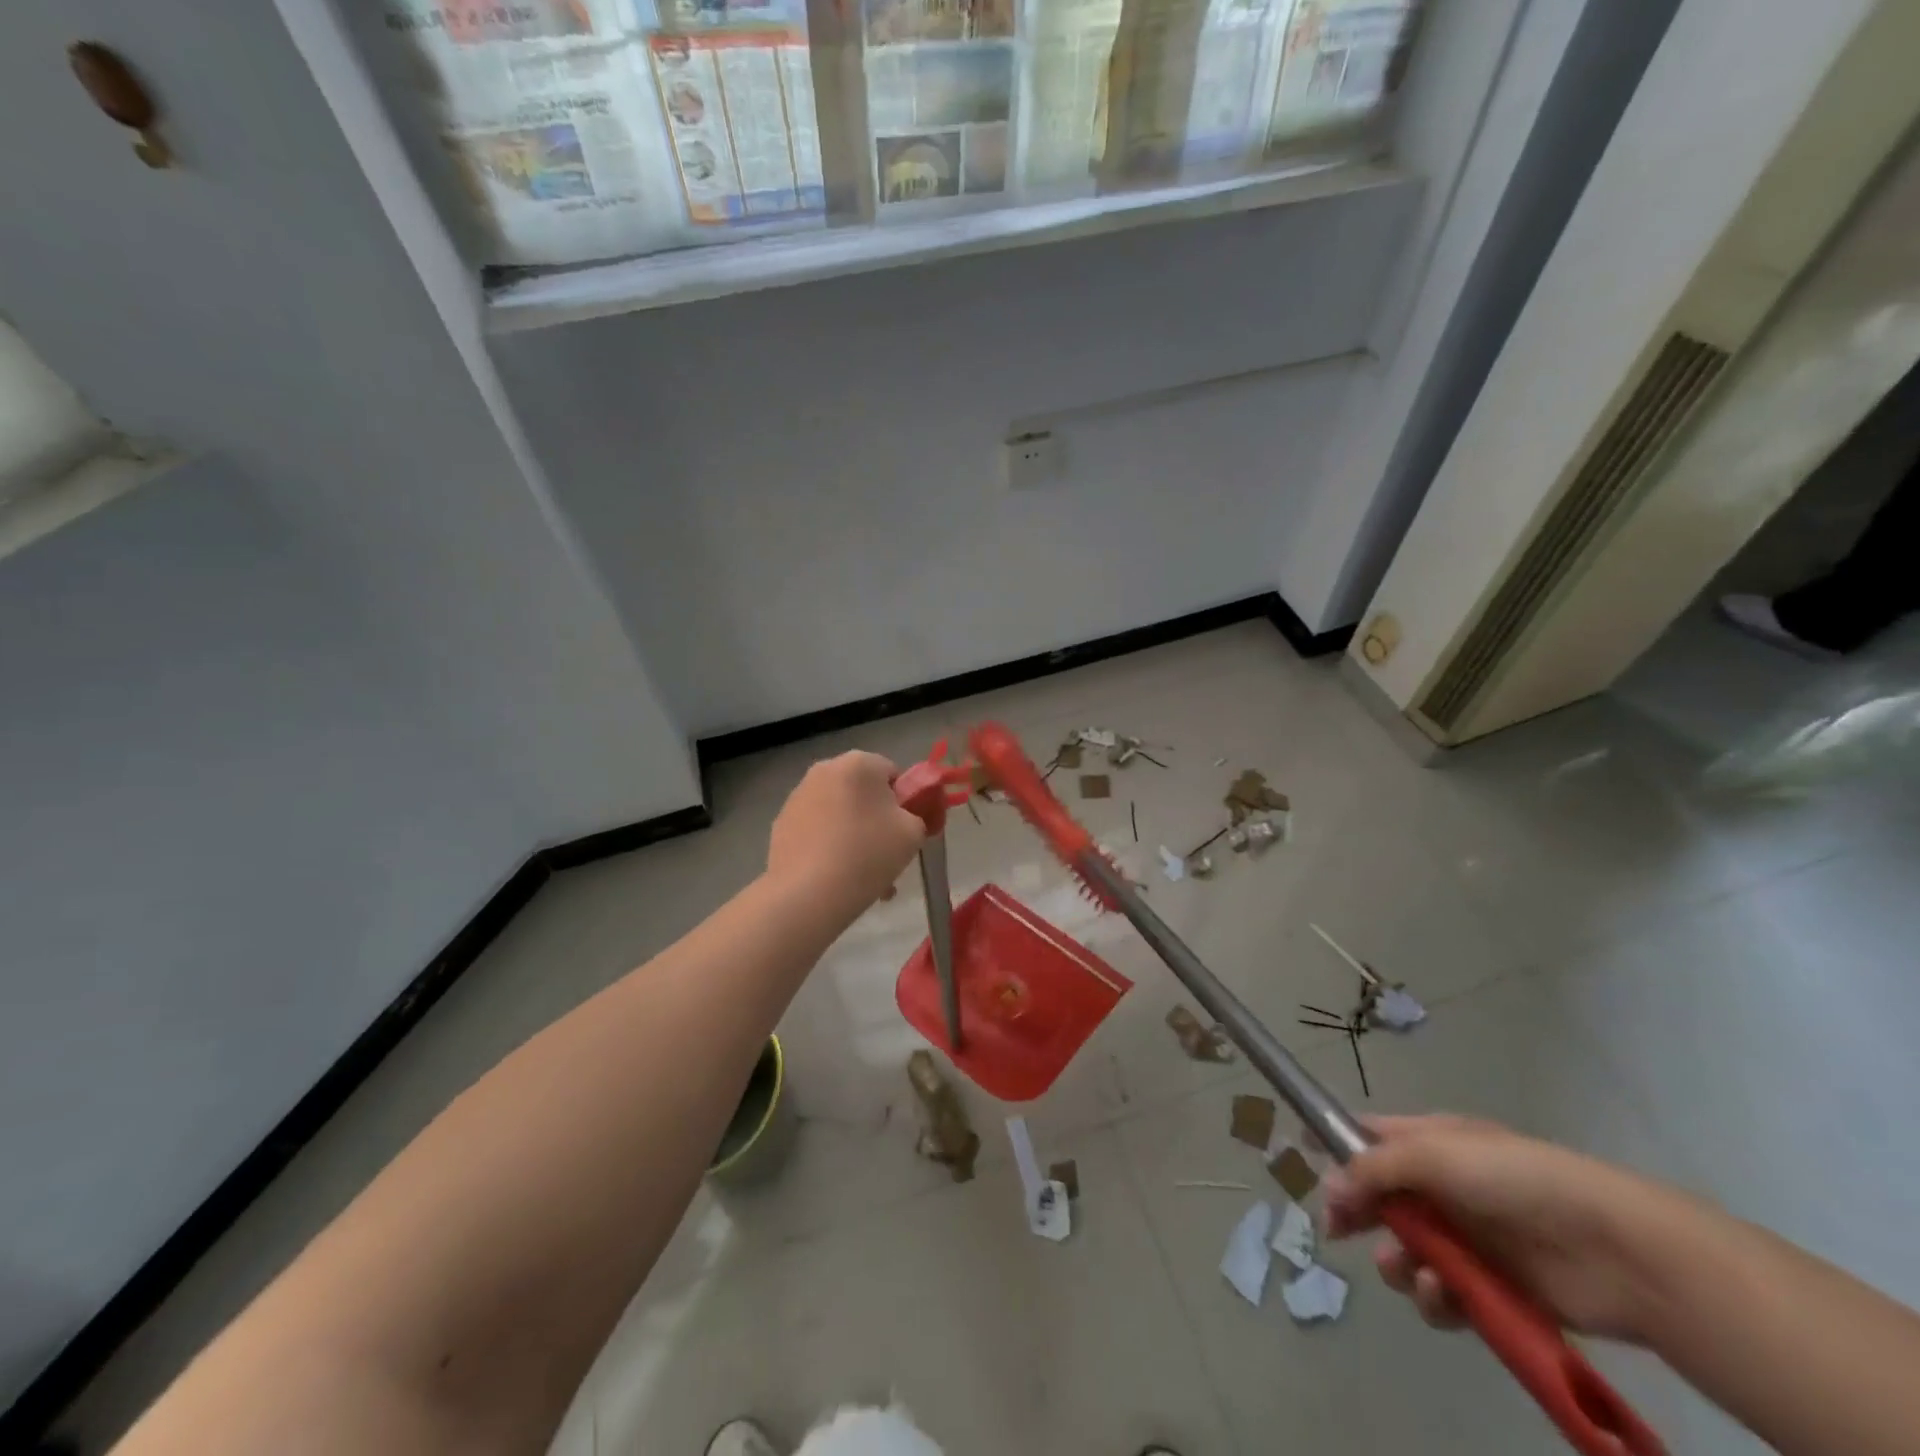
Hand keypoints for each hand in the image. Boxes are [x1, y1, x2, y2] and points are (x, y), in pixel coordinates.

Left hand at [767, 751, 927, 914]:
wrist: (808, 894)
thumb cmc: (868, 854)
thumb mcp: (913, 833)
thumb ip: (919, 816)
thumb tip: (906, 817)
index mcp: (859, 762)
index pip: (893, 774)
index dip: (906, 803)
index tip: (906, 832)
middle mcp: (825, 770)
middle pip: (864, 794)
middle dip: (878, 822)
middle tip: (888, 857)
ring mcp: (798, 796)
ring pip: (840, 814)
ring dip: (855, 837)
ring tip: (864, 877)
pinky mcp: (782, 824)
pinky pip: (818, 831)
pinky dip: (830, 847)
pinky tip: (838, 879)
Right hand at [1324, 1114, 1696, 1344]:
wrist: (1614, 1249)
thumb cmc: (1514, 1180)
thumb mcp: (1434, 1156)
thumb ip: (1374, 1170)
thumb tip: (1327, 1188)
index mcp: (1431, 1141)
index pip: (1369, 1137)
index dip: (1337, 1148)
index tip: (1306, 1165)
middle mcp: (1445, 1185)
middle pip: (1382, 1197)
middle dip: (1359, 1214)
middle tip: (1337, 1232)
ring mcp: (1470, 1236)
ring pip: (1408, 1249)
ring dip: (1399, 1263)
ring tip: (1411, 1272)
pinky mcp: (1493, 1286)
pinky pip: (1445, 1292)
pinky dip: (1436, 1297)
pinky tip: (1443, 1297)